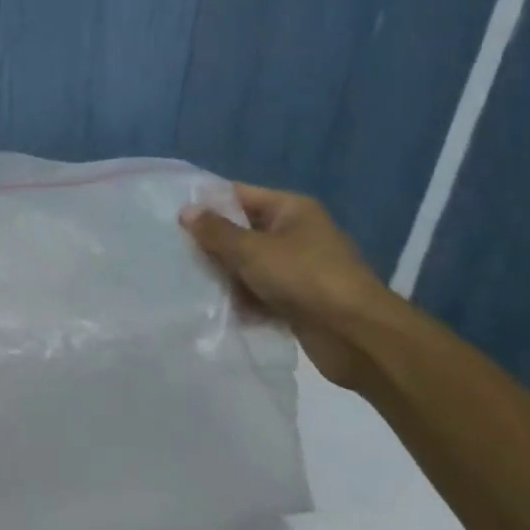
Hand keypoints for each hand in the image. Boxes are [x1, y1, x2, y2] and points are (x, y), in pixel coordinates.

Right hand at [178, 183, 396, 391]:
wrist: (356, 335)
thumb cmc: (303, 278)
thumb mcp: (251, 250)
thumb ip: (215, 231)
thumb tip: (186, 211)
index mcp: (291, 209)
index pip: (239, 195)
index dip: (207, 204)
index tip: (173, 218)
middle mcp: (296, 232)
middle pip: (243, 231)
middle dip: (214, 245)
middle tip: (177, 254)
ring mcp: (299, 267)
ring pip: (249, 264)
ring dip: (226, 276)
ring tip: (193, 285)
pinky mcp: (299, 299)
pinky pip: (261, 292)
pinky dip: (244, 300)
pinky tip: (220, 310)